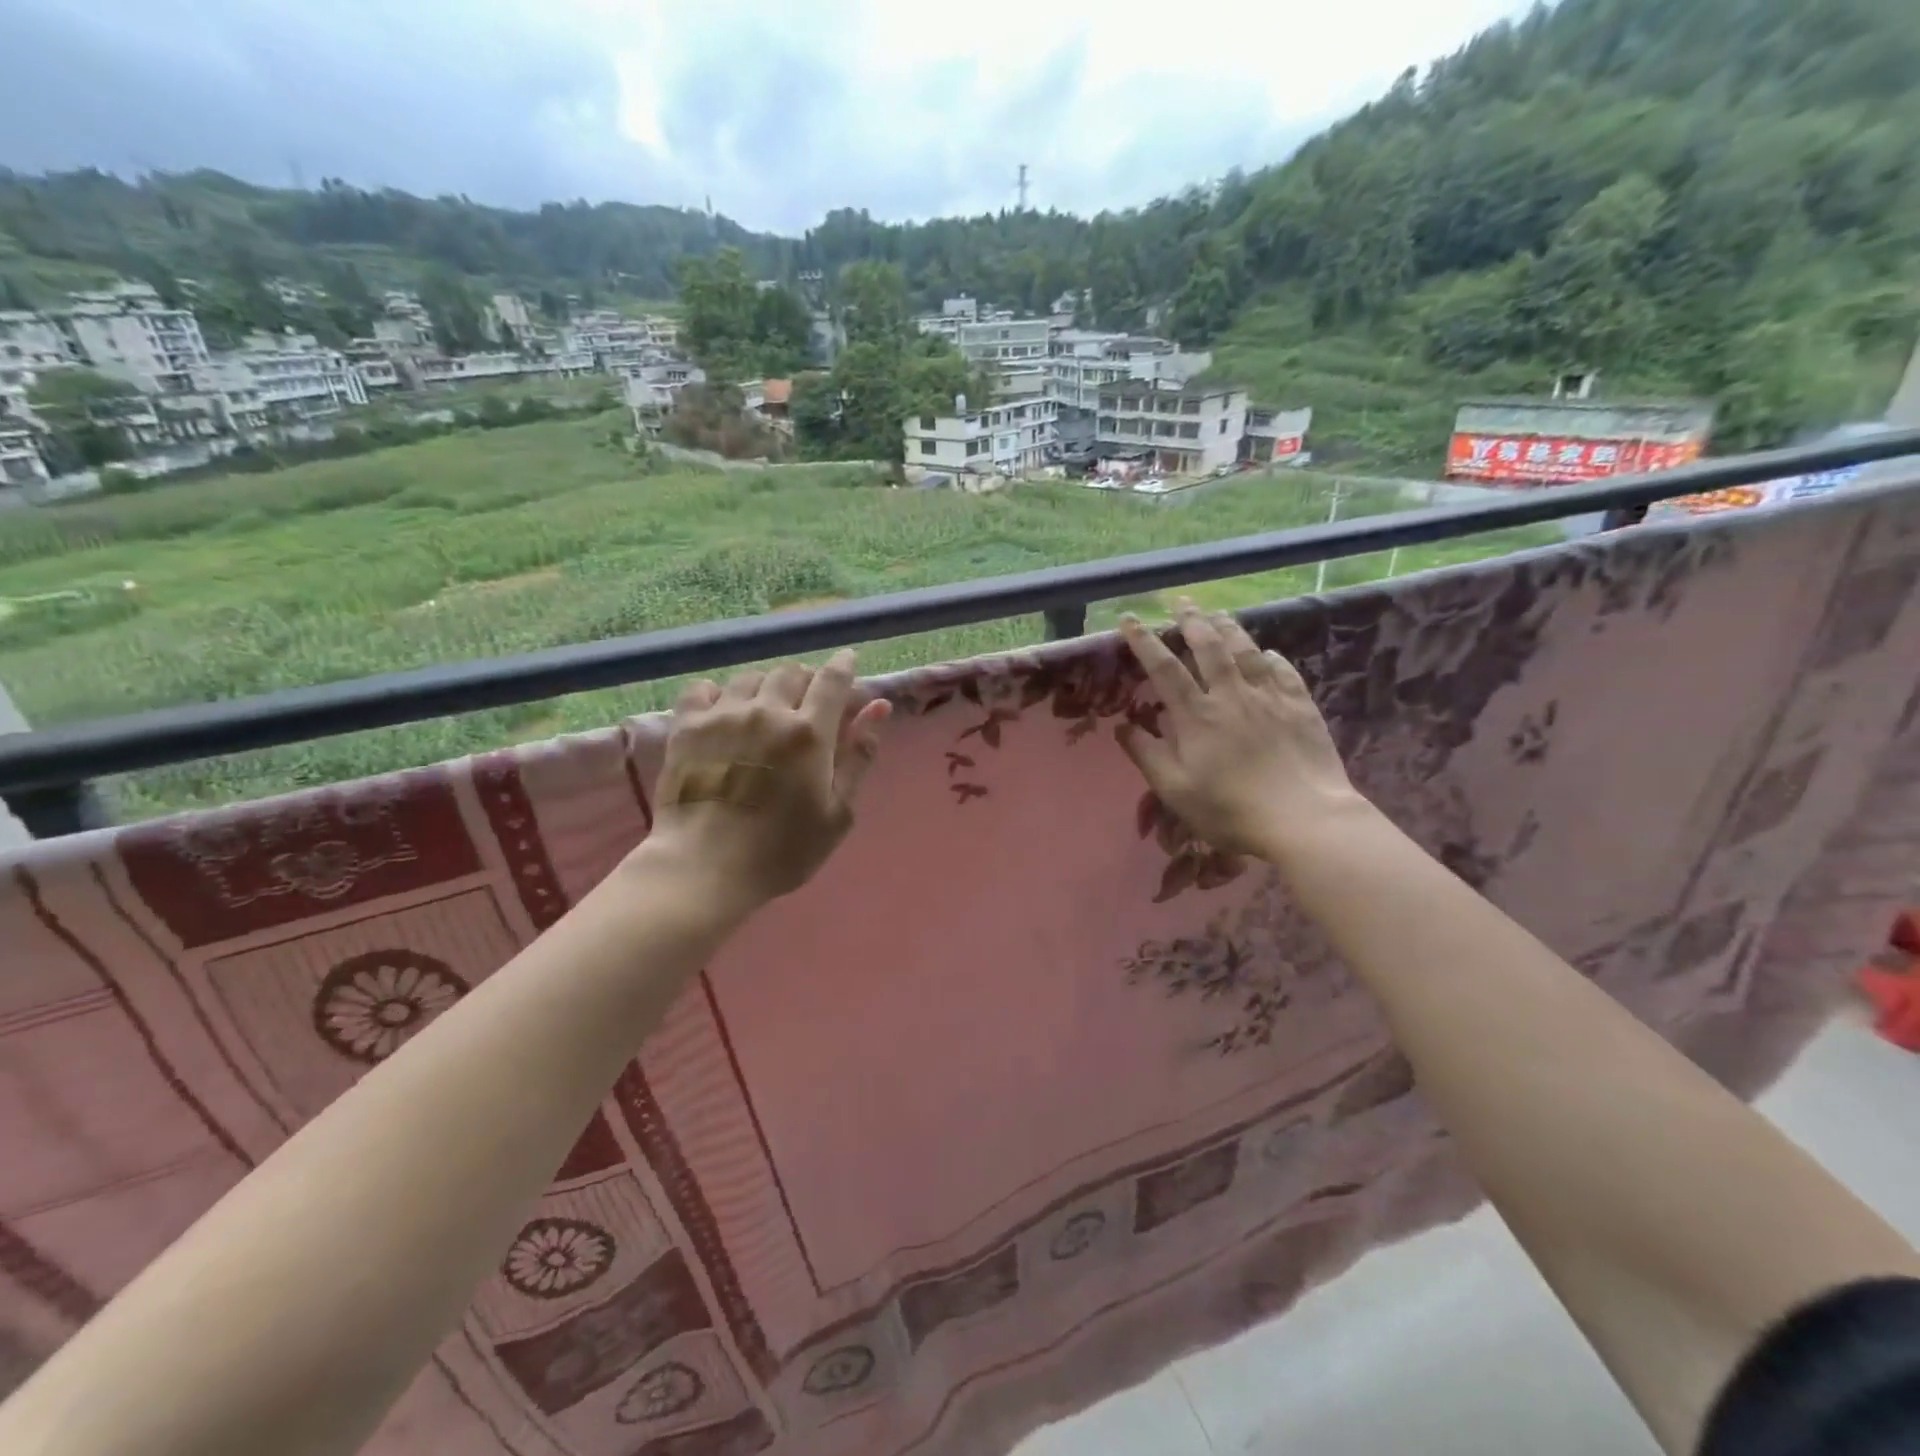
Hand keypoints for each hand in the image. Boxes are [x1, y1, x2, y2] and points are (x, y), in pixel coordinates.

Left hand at [649, 649, 889, 908]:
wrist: (705, 867)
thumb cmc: (782, 850)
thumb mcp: (838, 812)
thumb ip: (859, 756)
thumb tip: (878, 707)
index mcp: (809, 733)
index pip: (832, 680)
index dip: (843, 666)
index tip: (848, 662)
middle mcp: (767, 712)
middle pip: (791, 673)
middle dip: (805, 681)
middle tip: (807, 704)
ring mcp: (723, 716)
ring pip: (750, 678)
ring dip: (766, 686)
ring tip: (766, 708)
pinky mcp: (686, 727)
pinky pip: (703, 689)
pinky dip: (718, 693)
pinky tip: (723, 710)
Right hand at [1117, 599, 1364, 863]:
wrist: (1304, 819)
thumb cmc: (1230, 810)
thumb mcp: (1175, 790)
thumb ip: (1147, 754)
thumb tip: (1122, 726)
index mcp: (1196, 715)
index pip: (1164, 669)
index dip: (1145, 642)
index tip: (1129, 620)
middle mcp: (1231, 696)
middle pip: (1209, 647)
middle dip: (1191, 621)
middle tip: (1181, 603)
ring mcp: (1269, 698)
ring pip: (1246, 651)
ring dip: (1229, 629)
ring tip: (1218, 615)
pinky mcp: (1301, 707)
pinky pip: (1284, 672)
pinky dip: (1271, 658)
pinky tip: (1267, 653)